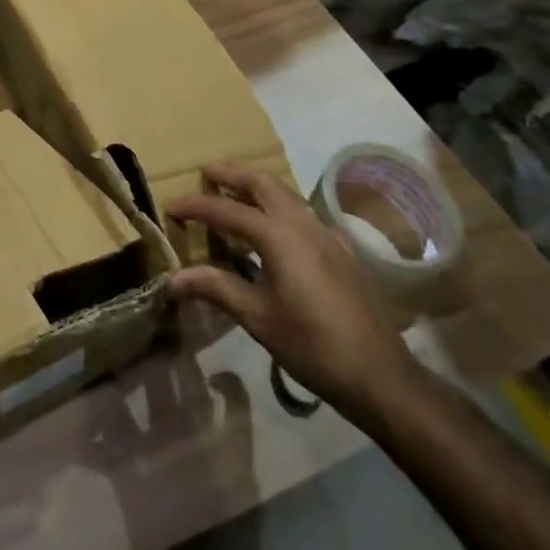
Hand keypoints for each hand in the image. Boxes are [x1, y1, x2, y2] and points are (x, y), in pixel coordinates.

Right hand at [165, 163, 416, 420]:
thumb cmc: (312, 345)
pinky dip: (279, 206)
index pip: (226, 209)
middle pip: (262, 182)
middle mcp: (302, 223)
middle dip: (232, 173)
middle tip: (206, 174)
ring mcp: (326, 234)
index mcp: (277, 235)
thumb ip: (215, 288)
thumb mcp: (257, 317)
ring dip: (257, 187)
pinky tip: (275, 230)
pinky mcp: (341, 250)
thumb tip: (172, 278)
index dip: (195, 206)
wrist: (380, 375)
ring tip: (234, 193)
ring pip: (286, 194)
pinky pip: (302, 213)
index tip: (169, 205)